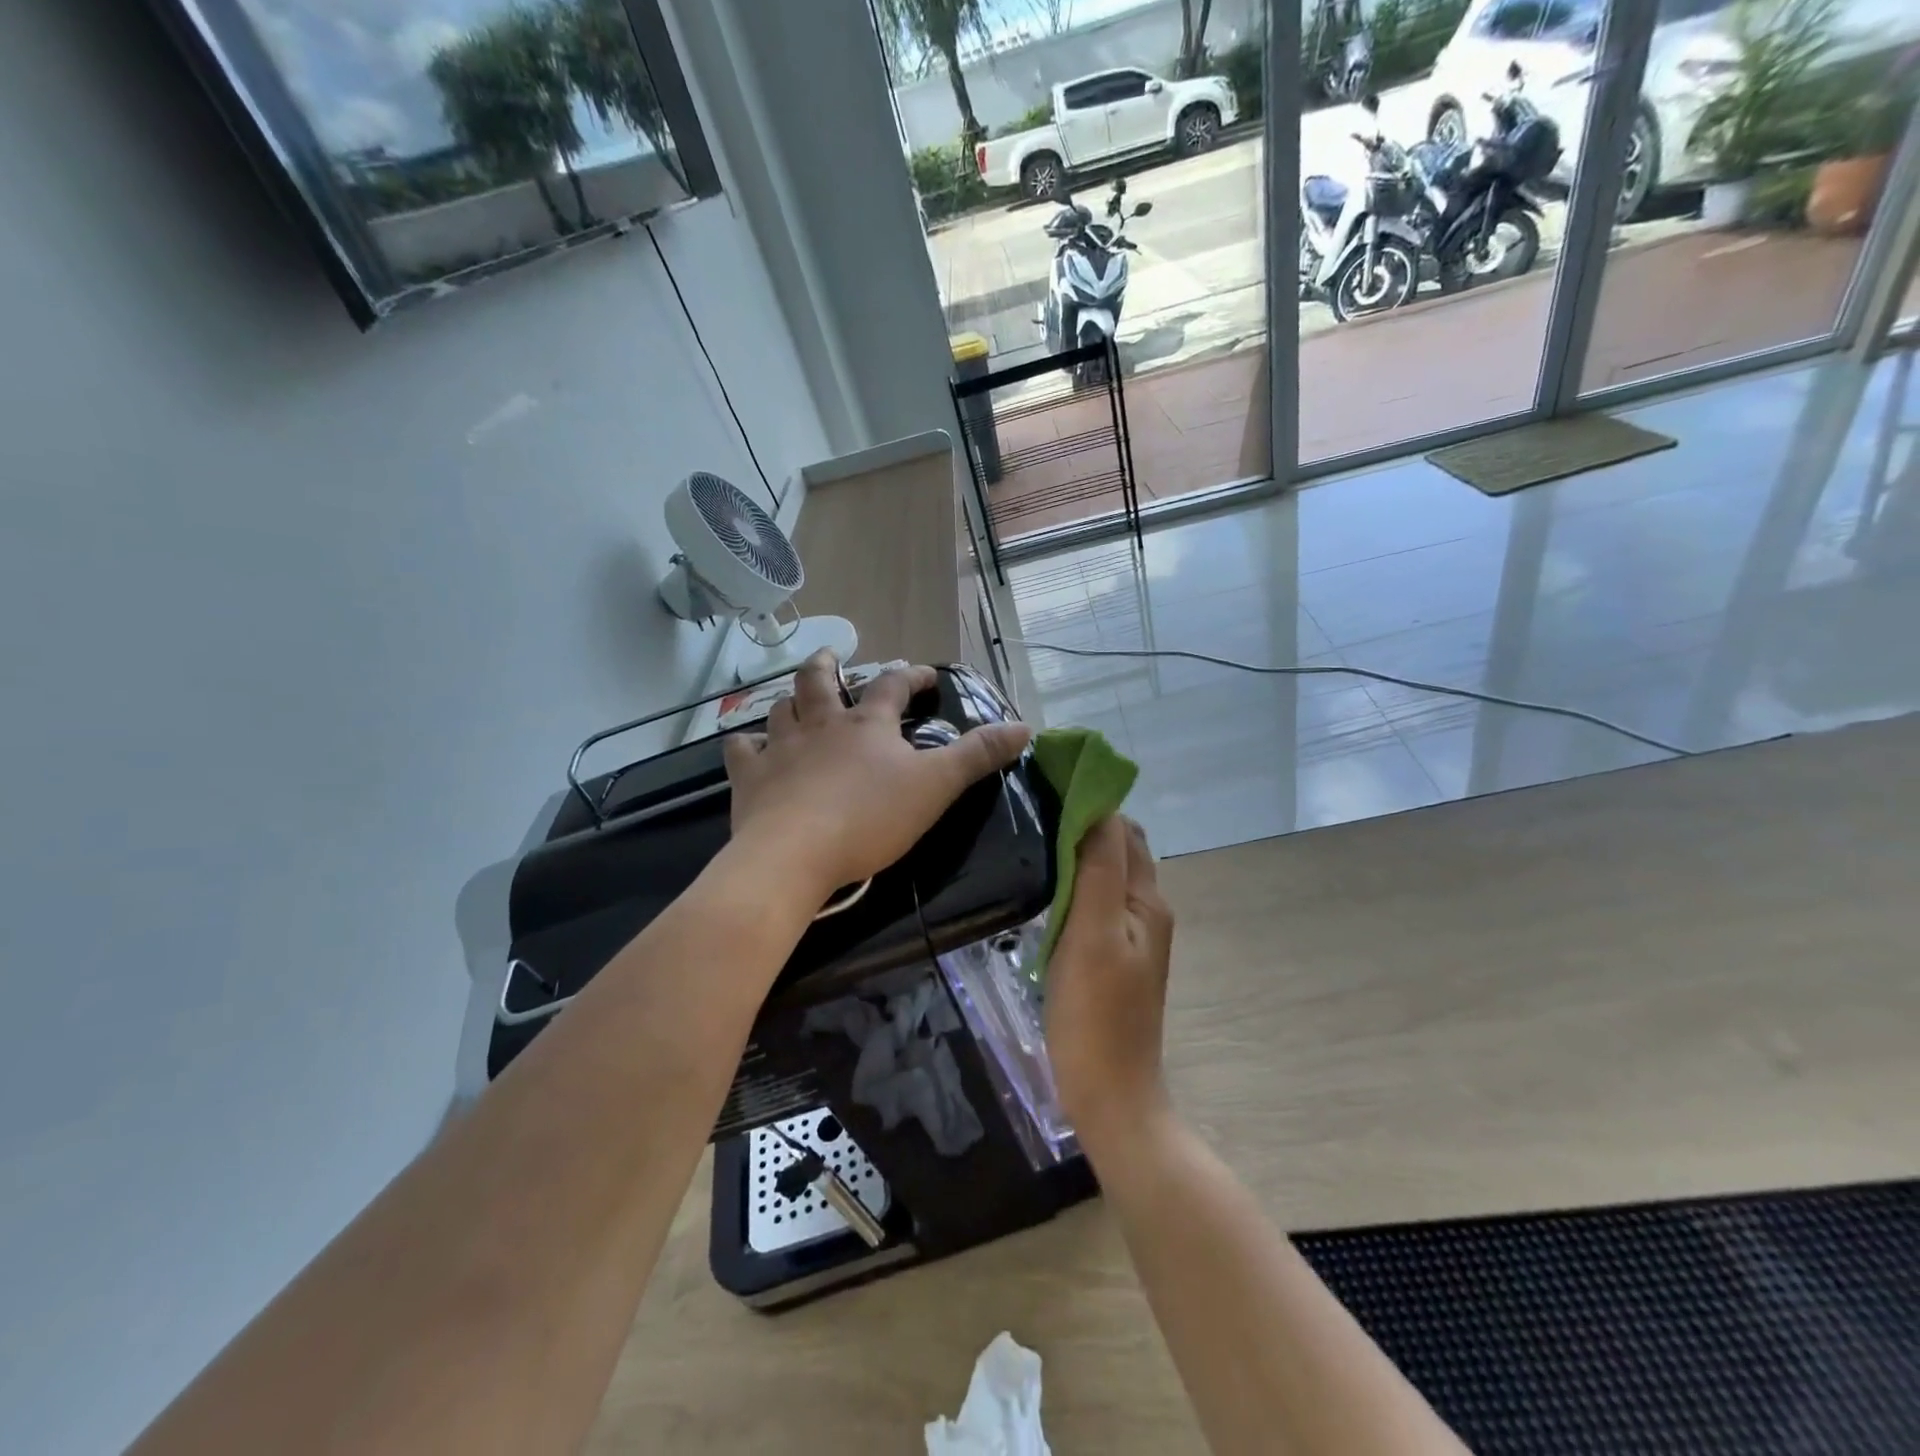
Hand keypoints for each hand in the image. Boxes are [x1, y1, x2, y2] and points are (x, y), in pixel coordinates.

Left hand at [722, 652, 1030, 903]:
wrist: (796, 854)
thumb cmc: (870, 818)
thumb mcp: (936, 787)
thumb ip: (978, 756)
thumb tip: (1024, 726)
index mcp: (867, 725)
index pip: (893, 686)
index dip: (911, 675)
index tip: (925, 673)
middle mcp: (821, 725)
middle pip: (818, 681)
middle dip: (826, 665)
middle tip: (830, 656)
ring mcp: (781, 748)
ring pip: (780, 709)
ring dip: (788, 700)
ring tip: (793, 700)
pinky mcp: (750, 778)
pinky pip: (741, 750)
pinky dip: (745, 744)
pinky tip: (747, 747)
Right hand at [1044, 816, 1175, 1146]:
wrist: (1109, 1096)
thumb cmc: (1096, 1013)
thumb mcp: (1093, 932)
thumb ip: (1099, 867)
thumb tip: (1098, 805)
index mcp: (1147, 899)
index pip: (1121, 828)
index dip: (1089, 803)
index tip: (1045, 788)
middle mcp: (1146, 911)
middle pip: (1118, 849)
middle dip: (1083, 824)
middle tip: (1033, 814)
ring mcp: (1131, 938)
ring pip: (1105, 876)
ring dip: (1076, 854)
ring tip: (1033, 844)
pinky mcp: (1112, 959)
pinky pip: (1095, 904)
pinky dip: (1074, 886)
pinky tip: (1045, 892)